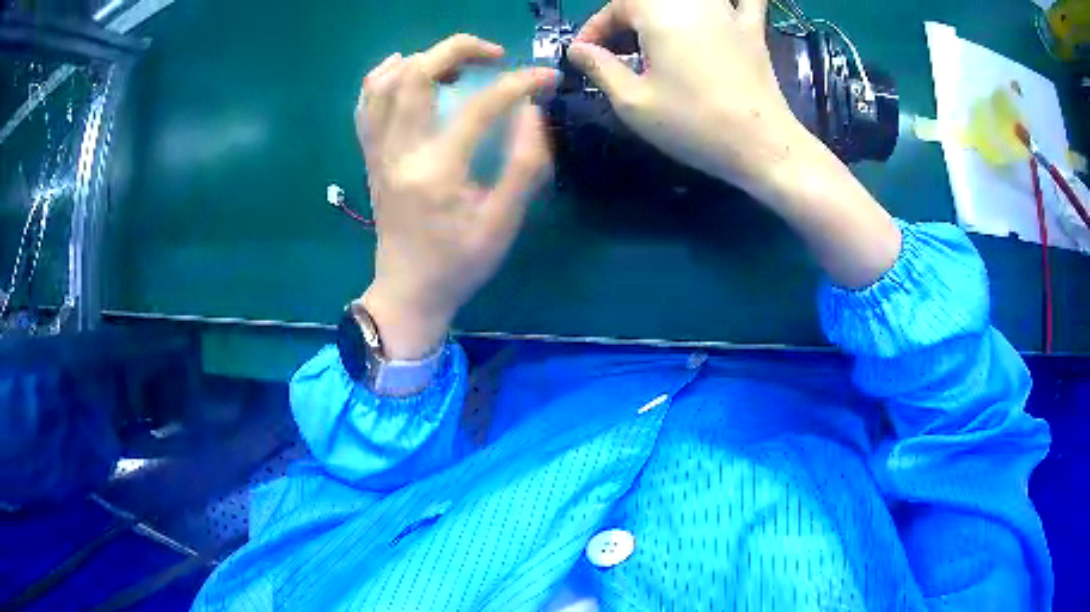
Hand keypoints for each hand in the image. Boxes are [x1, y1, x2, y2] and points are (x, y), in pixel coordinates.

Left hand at [356, 34, 557, 358]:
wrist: (407, 292)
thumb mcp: (503, 224)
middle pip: (415, 74)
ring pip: (383, 83)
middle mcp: (399, 152)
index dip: (519, 83)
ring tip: (455, 64)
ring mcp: (378, 152)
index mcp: (436, 172)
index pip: (478, 107)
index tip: (547, 77)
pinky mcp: (370, 156)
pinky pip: (365, 104)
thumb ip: (524, 166)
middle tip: (493, 57)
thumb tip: (533, 113)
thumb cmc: (458, 264)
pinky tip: (407, 71)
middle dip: (458, 49)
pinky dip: (384, 77)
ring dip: (422, 59)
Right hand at [567, 0, 805, 193]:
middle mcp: (693, 1)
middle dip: (624, 21)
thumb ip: (600, 68)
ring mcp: (727, 11)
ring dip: (660, 10)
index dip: (595, 29)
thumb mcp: (633, 102)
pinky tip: (721, 5)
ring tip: (651, 37)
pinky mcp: (752, 29)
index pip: (616, 7)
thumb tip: (578, 50)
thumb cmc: (693, 124)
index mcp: (659, 12)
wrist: (762, 145)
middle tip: (616, 53)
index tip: (585, 56)